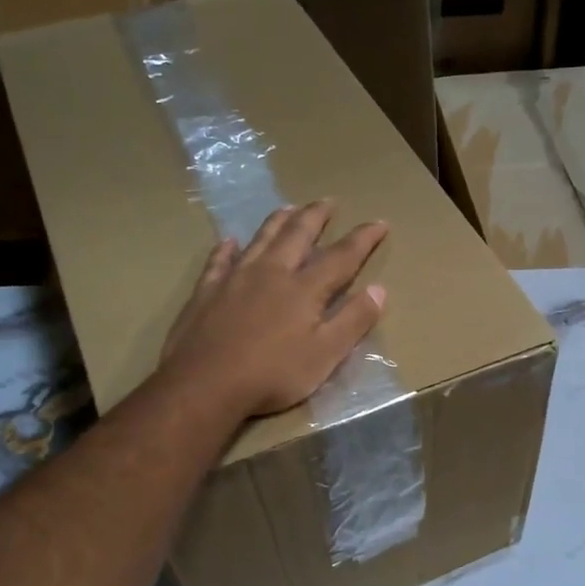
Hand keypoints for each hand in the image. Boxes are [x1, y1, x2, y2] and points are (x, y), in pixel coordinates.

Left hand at [161, 202, 388, 417]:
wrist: (205, 384)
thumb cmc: (273, 374)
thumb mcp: (325, 355)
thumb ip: (353, 321)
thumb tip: (379, 289)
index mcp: (304, 289)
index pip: (341, 257)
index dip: (363, 239)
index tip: (380, 222)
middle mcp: (271, 273)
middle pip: (297, 235)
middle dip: (316, 216)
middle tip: (328, 201)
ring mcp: (235, 279)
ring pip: (260, 239)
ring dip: (278, 221)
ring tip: (289, 208)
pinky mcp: (206, 292)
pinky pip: (219, 260)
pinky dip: (226, 248)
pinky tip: (229, 241)